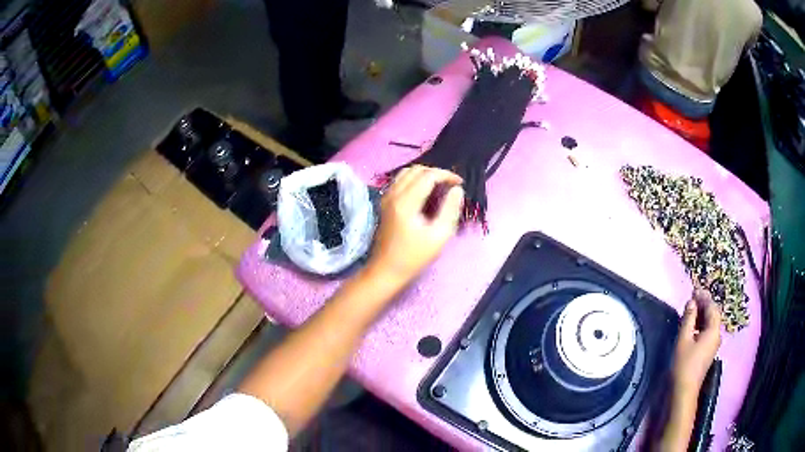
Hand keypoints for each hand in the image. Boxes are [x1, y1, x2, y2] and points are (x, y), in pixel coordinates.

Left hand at [366, 165, 463, 285]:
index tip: (460, 183)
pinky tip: (425, 192)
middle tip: (451, 185)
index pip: (428, 175)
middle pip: (416, 170)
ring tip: (439, 186)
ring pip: (406, 173)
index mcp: (406, 202)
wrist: (386, 270)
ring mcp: (386, 198)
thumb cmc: (414, 257)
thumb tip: (457, 189)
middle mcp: (393, 195)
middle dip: (436, 172)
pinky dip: (414, 180)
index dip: (446, 175)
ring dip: (424, 174)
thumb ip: (450, 209)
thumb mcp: (439, 236)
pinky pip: (400, 181)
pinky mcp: (385, 203)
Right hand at [672, 289, 721, 395]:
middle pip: (713, 314)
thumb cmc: (684, 364)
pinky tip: (693, 325)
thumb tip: (691, 302)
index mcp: (713, 330)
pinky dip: (702, 324)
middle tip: (692, 297)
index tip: (694, 290)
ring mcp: (713, 344)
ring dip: (702, 314)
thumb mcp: (684, 339)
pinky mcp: (709, 351)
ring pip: (711, 323)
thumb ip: (688, 318)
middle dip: (704, 304)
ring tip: (691, 309)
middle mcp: (717, 335)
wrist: (685, 390)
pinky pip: (708, 331)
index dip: (704, 297)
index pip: (712, 307)